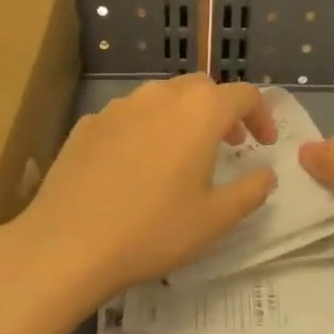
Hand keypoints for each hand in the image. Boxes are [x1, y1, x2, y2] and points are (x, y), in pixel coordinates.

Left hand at [4, 74, 277, 308]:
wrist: (68, 244)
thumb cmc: (153, 230)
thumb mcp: (216, 219)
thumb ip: (251, 190)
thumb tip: (266, 173)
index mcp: (199, 112)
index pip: (244, 95)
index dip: (262, 115)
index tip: (263, 144)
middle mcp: (160, 96)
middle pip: (202, 88)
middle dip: (222, 111)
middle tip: (229, 145)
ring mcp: (119, 106)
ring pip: (162, 98)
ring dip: (183, 117)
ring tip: (183, 155)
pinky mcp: (88, 123)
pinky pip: (129, 116)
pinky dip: (146, 129)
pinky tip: (137, 166)